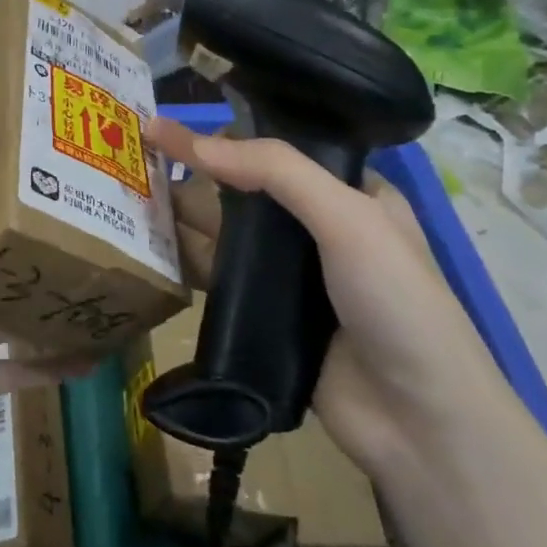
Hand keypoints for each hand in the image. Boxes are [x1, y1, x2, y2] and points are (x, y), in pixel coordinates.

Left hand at [0, 100, 78, 487]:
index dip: (11, 179)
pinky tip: (98, 356)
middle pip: (4, 256)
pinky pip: (23, 370)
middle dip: (46, 241)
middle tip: (105, 221)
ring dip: (56, 301)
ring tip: (109, 282)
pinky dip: (55, 365)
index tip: (60, 157)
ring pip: (18, 312)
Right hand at [148, 117, 502, 474]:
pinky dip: (189, 263)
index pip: (279, 152)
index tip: (170, 125)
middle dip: (195, 176)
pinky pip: (221, 280)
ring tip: (129, 197)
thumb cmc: (396, 303)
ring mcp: (292, 278)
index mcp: (351, 196)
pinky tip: (151, 248)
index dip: (227, 136)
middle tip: (137, 159)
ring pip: (227, 237)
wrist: (417, 421)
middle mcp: (319, 230)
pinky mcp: (268, 319)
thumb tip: (197, 143)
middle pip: (245, 193)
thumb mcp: (349, 219)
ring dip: (184, 217)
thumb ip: (277, 173)